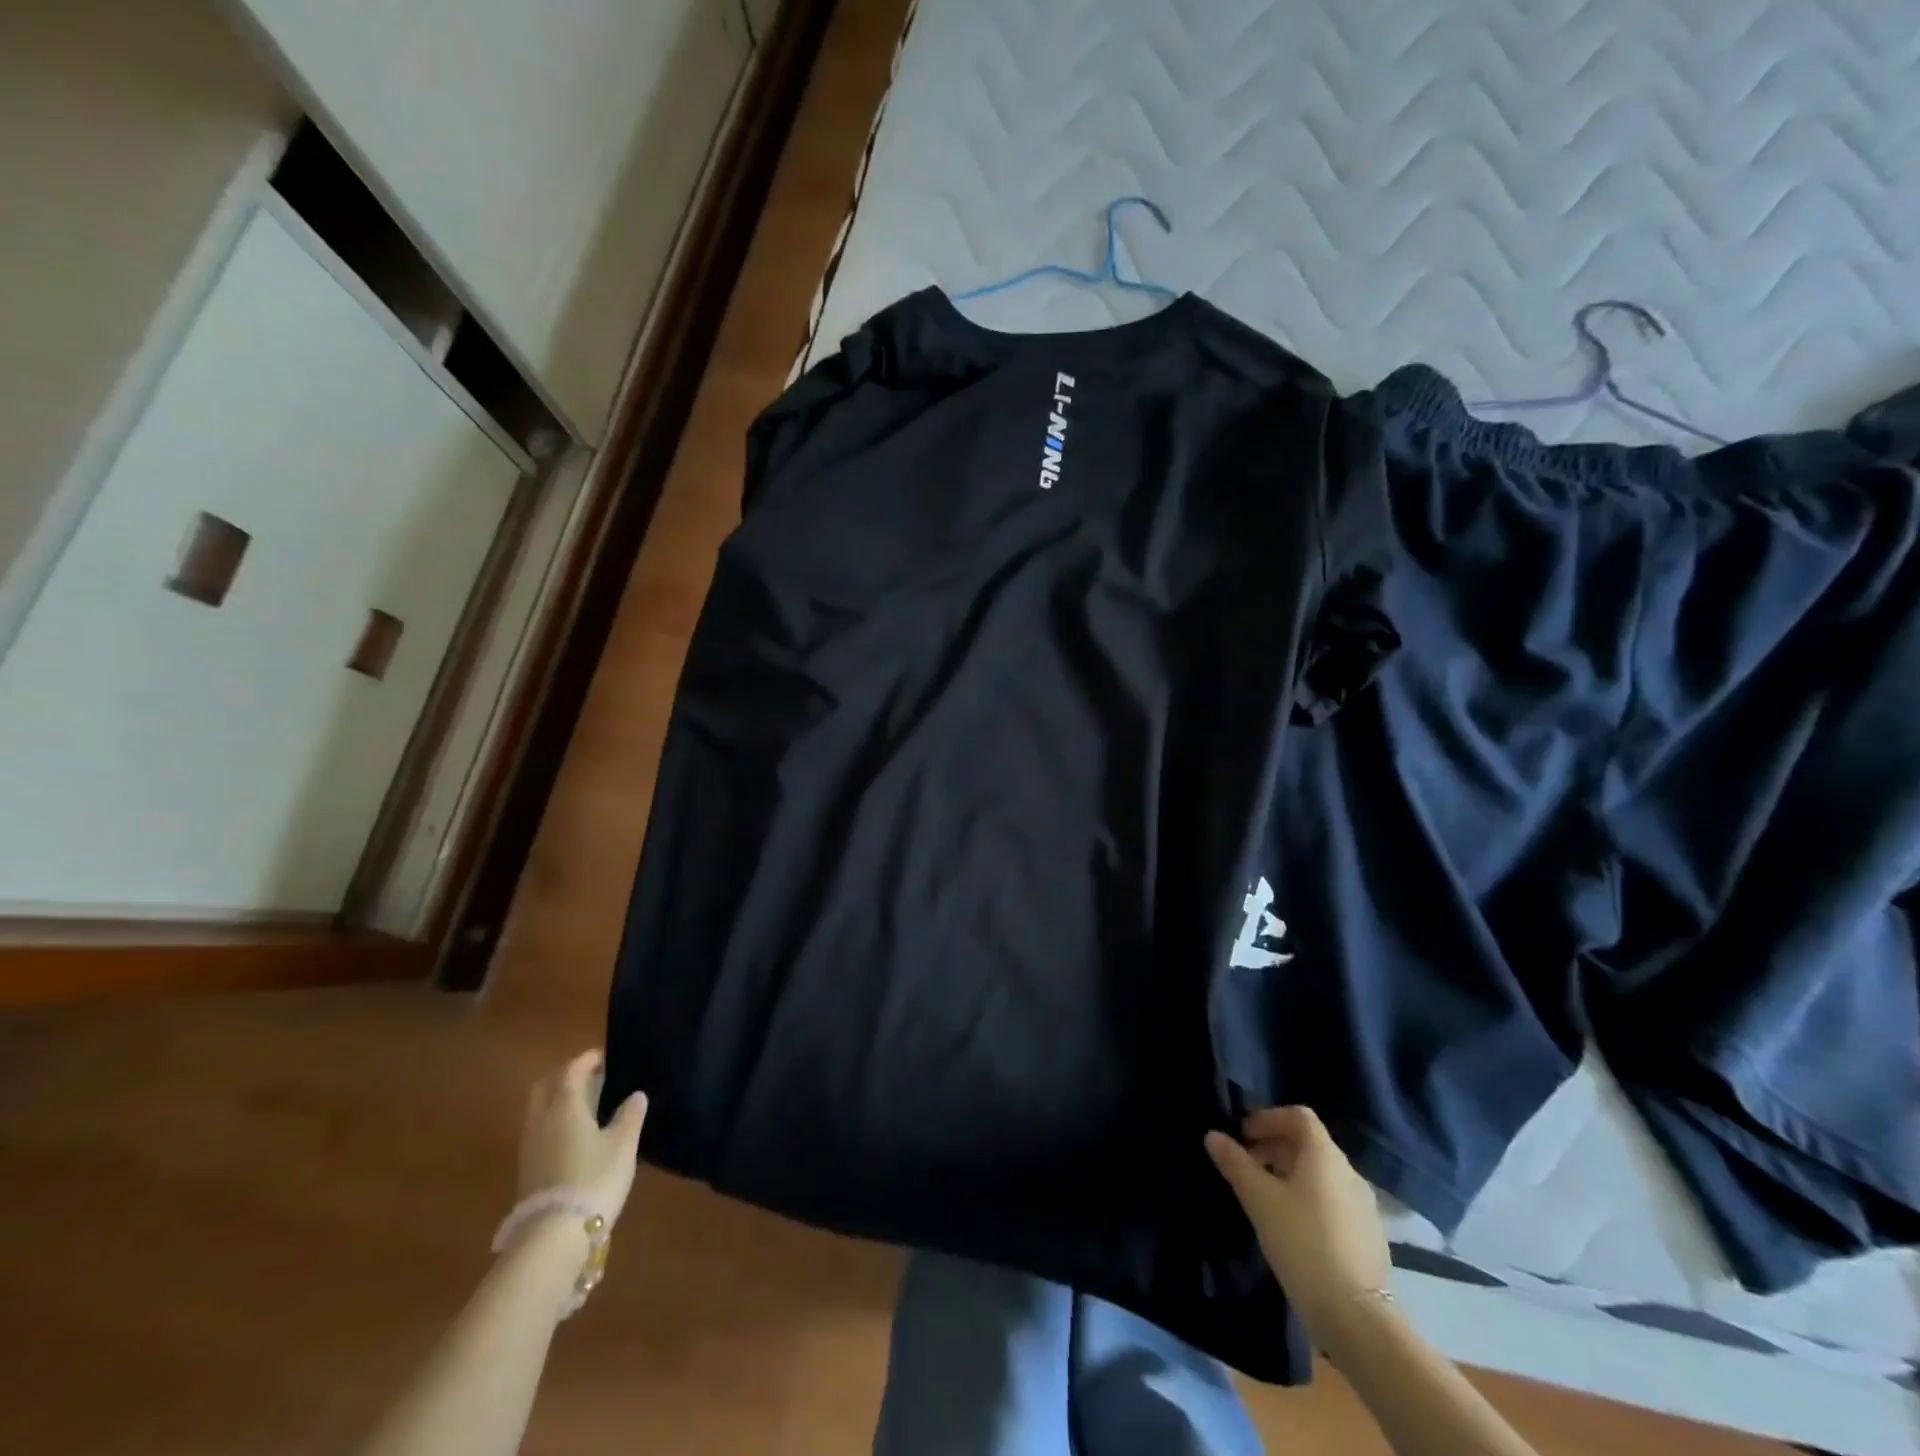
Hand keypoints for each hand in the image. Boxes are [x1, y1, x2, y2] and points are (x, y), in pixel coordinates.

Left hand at [517, 1050, 647, 1227]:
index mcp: (564, 1105)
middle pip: (547, 1087)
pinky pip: (540, 1131)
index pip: (571, 1070)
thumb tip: (636, 1095)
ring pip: (540, 1110)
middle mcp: (541, 1120)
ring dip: (558, 1100)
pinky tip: (575, 1136)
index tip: (604, 1056)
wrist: (553, 1237)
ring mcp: (530, 1147)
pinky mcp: (527, 1171)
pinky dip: (555, 1122)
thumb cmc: (593, 1178)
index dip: (587, 1060)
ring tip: (586, 1106)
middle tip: (591, 1077)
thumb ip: (630, 1115)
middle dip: (566, 1077)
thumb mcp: (623, 1144)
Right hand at [1205, 1106, 1391, 1341]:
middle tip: (1246, 1168)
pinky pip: (1333, 1201)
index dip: (1268, 1118)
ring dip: (1290, 1175)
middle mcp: (1349, 1173)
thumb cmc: (1303, 1243)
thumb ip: (1235, 1163)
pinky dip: (1309, 1200)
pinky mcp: (1369, 1237)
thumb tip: (1213, 1136)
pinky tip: (1292, 1229)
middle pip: (1309, 1144)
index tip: (1243, 1137)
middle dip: (1274, 1147)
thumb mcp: (1259, 1200)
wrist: (1356, 1317)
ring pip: (1321, 1175)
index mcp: (1325, 1155)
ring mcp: (1364, 1207)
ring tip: (1265, 1200)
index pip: (1298, 1116)